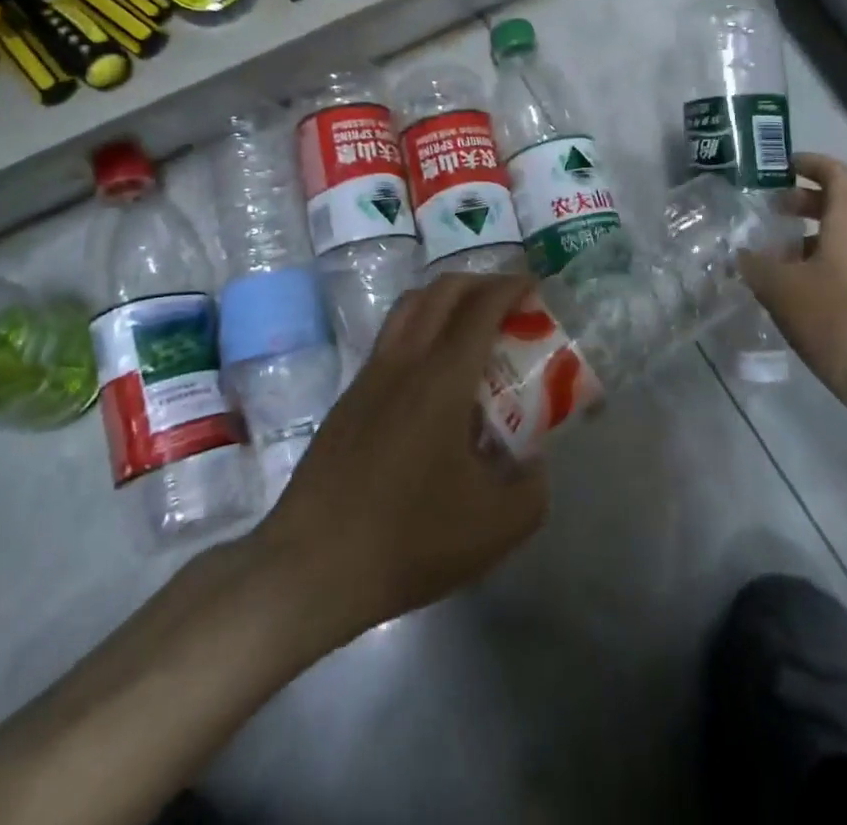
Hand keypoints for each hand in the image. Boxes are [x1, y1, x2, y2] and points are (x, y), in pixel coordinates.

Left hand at [253, 273, 547, 642]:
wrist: (313, 565)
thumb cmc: (410, 539)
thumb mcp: (496, 527)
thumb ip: (532, 488)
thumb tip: (534, 465)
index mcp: (442, 379)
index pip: (481, 307)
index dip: (510, 287)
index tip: (534, 286)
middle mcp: (404, 361)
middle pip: (441, 291)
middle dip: (479, 282)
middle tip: (507, 303)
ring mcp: (369, 375)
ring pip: (408, 308)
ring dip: (444, 299)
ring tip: (470, 327)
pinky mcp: (348, 397)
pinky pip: (390, 339)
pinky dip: (419, 330)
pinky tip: (432, 376)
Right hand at [737, 153, 846, 410]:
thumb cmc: (835, 318)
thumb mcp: (781, 288)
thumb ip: (756, 265)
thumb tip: (741, 254)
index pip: (837, 174)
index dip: (810, 163)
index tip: (781, 166)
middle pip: (837, 206)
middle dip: (801, 204)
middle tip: (768, 213)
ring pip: (840, 240)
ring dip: (805, 241)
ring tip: (770, 260)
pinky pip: (846, 268)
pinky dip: (818, 267)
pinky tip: (791, 293)